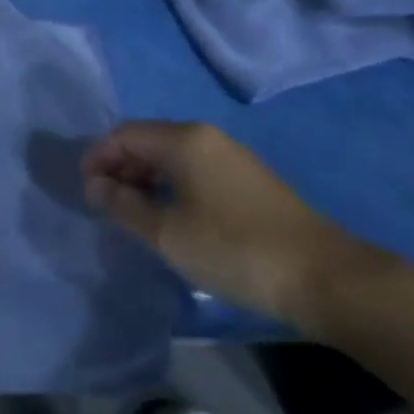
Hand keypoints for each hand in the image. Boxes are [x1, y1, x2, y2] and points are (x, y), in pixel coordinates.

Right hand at [82, 120, 384, 329]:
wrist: (326, 278)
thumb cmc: (235, 250)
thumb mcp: (167, 233)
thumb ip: (123, 205)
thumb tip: (96, 185)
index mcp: (183, 140)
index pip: (123, 134)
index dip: (98, 158)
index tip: (87, 193)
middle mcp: (206, 137)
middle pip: (147, 140)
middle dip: (120, 167)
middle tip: (108, 205)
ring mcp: (231, 157)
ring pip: (172, 155)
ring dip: (145, 178)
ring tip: (136, 214)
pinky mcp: (249, 180)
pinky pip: (194, 169)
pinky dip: (171, 185)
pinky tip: (173, 217)